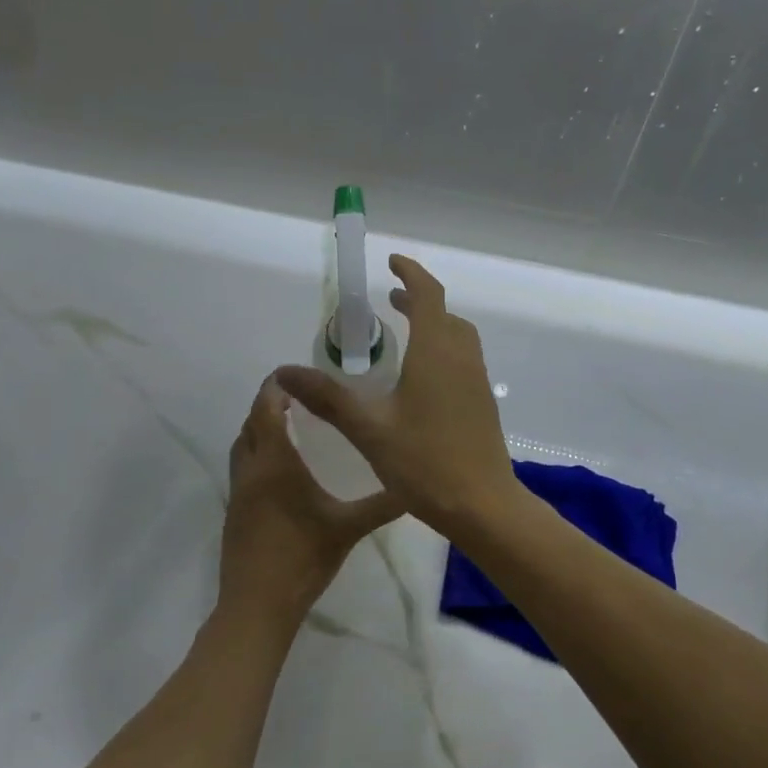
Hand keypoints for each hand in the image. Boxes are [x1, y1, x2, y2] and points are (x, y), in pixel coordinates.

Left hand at [219, 375, 403, 630]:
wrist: (257, 605)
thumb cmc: (302, 558)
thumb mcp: (348, 529)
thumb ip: (382, 505)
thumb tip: (416, 486)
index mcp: (275, 464)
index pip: (267, 409)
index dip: (275, 387)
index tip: (294, 374)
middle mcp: (251, 470)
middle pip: (251, 423)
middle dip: (268, 403)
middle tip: (299, 396)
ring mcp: (238, 491)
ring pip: (242, 445)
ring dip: (259, 428)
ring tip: (288, 424)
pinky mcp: (235, 511)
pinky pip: (242, 467)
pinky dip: (256, 452)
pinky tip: (280, 468)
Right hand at [275, 255, 520, 539]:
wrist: (482, 505)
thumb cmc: (424, 462)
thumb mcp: (369, 429)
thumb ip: (328, 398)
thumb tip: (285, 372)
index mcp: (436, 353)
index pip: (428, 296)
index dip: (411, 274)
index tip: (392, 263)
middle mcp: (462, 358)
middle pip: (445, 314)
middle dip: (419, 301)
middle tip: (391, 302)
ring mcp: (477, 381)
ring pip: (458, 338)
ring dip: (434, 325)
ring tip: (406, 334)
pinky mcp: (482, 403)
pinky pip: (464, 360)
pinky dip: (443, 350)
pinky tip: (423, 380)